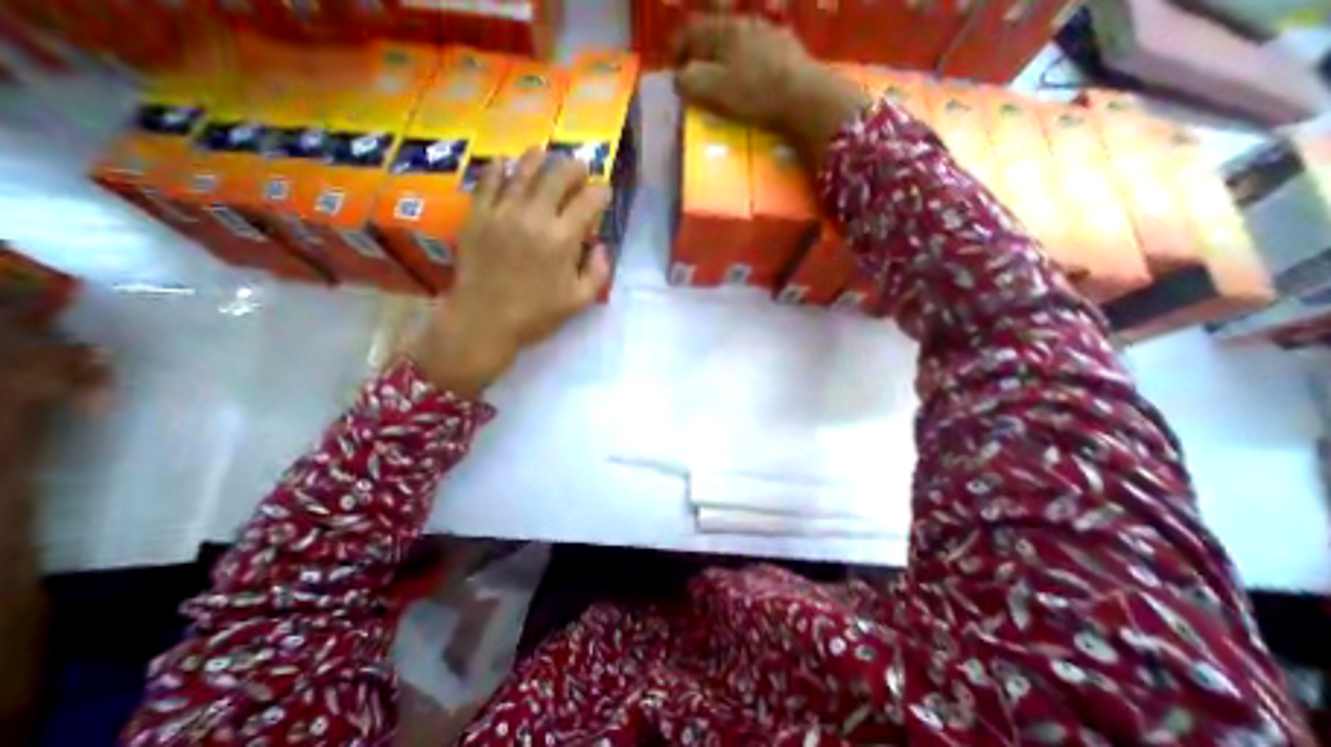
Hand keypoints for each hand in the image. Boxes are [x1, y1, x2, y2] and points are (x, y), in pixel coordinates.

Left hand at [410, 145, 609, 398]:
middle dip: (574, 167)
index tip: (605, 193)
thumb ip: (598, 272)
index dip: (601, 194)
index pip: (588, 203)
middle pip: (557, 176)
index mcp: (562, 239)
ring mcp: (503, 212)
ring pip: (523, 171)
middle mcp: (534, 216)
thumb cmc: (536, 314)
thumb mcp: (579, 300)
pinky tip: (505, 163)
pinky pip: (488, 182)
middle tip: (581, 167)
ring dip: (539, 158)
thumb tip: (603, 247)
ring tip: (547, 153)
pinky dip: (499, 168)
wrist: (485, 320)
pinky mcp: (478, 215)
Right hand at [671, 16, 869, 167]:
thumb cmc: (754, 92)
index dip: (677, 48)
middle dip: (700, 49)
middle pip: (714, 31)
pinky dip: (746, 59)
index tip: (672, 67)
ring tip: (721, 73)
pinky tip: (750, 74)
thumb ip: (690, 81)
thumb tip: (680, 78)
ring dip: (724, 53)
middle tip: (694, 69)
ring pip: (737, 38)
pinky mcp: (786, 47)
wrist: (802, 94)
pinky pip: (757, 48)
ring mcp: (768, 32)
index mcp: (723, 31)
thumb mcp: (714, 90)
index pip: (691, 31)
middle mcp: (745, 23)